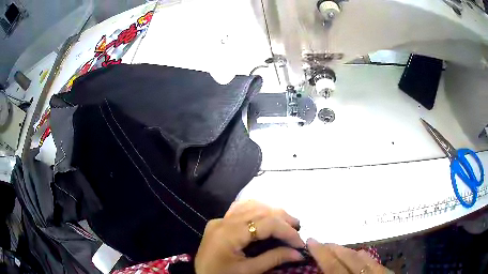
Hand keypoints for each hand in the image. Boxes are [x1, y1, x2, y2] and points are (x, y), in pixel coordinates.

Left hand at [195, 200, 304, 273]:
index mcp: (228, 234)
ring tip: (286, 223)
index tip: (300, 243)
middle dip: (283, 219)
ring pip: (251, 205)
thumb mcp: (248, 272)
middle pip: (260, 210)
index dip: (287, 231)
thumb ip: (274, 259)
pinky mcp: (219, 222)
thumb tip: (299, 253)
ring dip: (272, 212)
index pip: (266, 223)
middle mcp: (223, 221)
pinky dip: (257, 210)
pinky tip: (266, 218)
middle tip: (297, 230)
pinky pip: (241, 209)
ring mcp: (219, 220)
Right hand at [307, 238, 389, 273]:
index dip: (322, 254)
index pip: (334, 267)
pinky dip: (361, 256)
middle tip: (322, 243)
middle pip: (350, 258)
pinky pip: (373, 260)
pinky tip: (357, 256)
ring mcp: (379, 273)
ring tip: (336, 249)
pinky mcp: (387, 273)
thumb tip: (322, 272)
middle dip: (334, 248)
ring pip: (363, 256)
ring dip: (347, 251)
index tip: (311, 241)